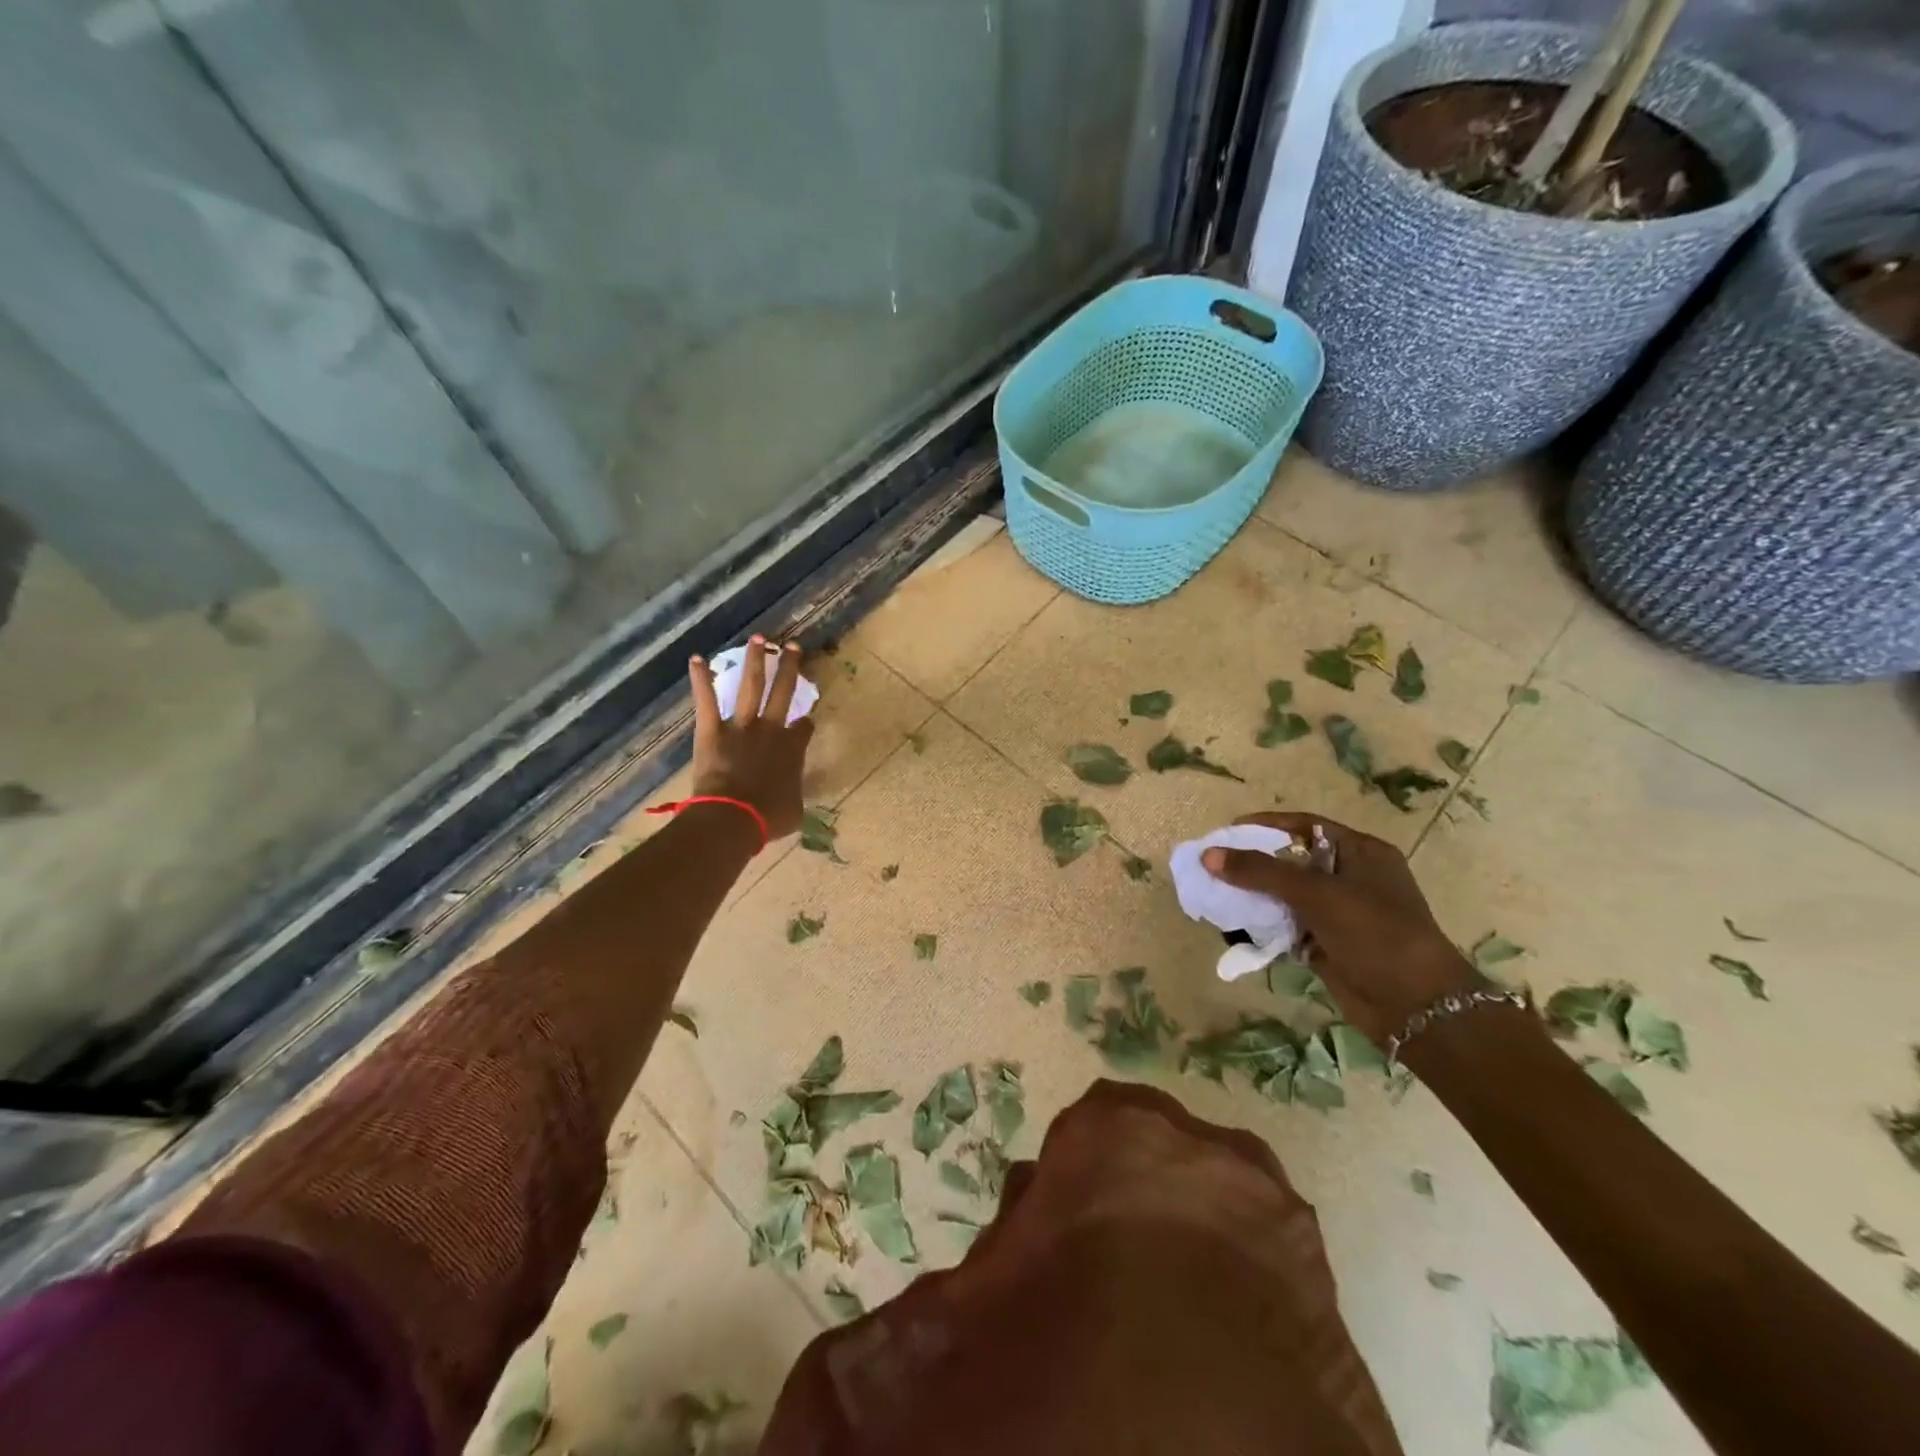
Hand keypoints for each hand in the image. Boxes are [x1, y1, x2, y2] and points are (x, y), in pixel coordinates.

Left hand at [687, 637, 814, 841]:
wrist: (734, 818)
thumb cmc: (768, 818)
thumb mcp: (795, 810)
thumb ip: (796, 792)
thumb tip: (793, 792)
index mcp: (793, 748)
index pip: (804, 727)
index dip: (805, 723)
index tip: (806, 720)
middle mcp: (771, 729)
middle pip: (783, 692)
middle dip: (790, 667)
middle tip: (793, 646)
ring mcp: (741, 726)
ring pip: (750, 686)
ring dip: (755, 661)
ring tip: (758, 638)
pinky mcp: (712, 730)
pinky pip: (706, 700)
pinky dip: (700, 679)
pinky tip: (696, 658)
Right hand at [1202, 811, 1481, 1045]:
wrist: (1417, 1007)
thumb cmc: (1375, 934)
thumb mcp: (1317, 894)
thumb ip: (1261, 872)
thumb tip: (1208, 855)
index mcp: (1361, 853)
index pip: (1305, 826)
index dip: (1266, 825)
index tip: (1228, 831)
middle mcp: (1351, 878)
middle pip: (1292, 860)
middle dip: (1253, 863)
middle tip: (1215, 866)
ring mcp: (1340, 914)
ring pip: (1286, 896)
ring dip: (1254, 897)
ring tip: (1217, 896)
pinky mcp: (1329, 945)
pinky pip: (1288, 927)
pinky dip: (1264, 926)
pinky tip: (1236, 928)